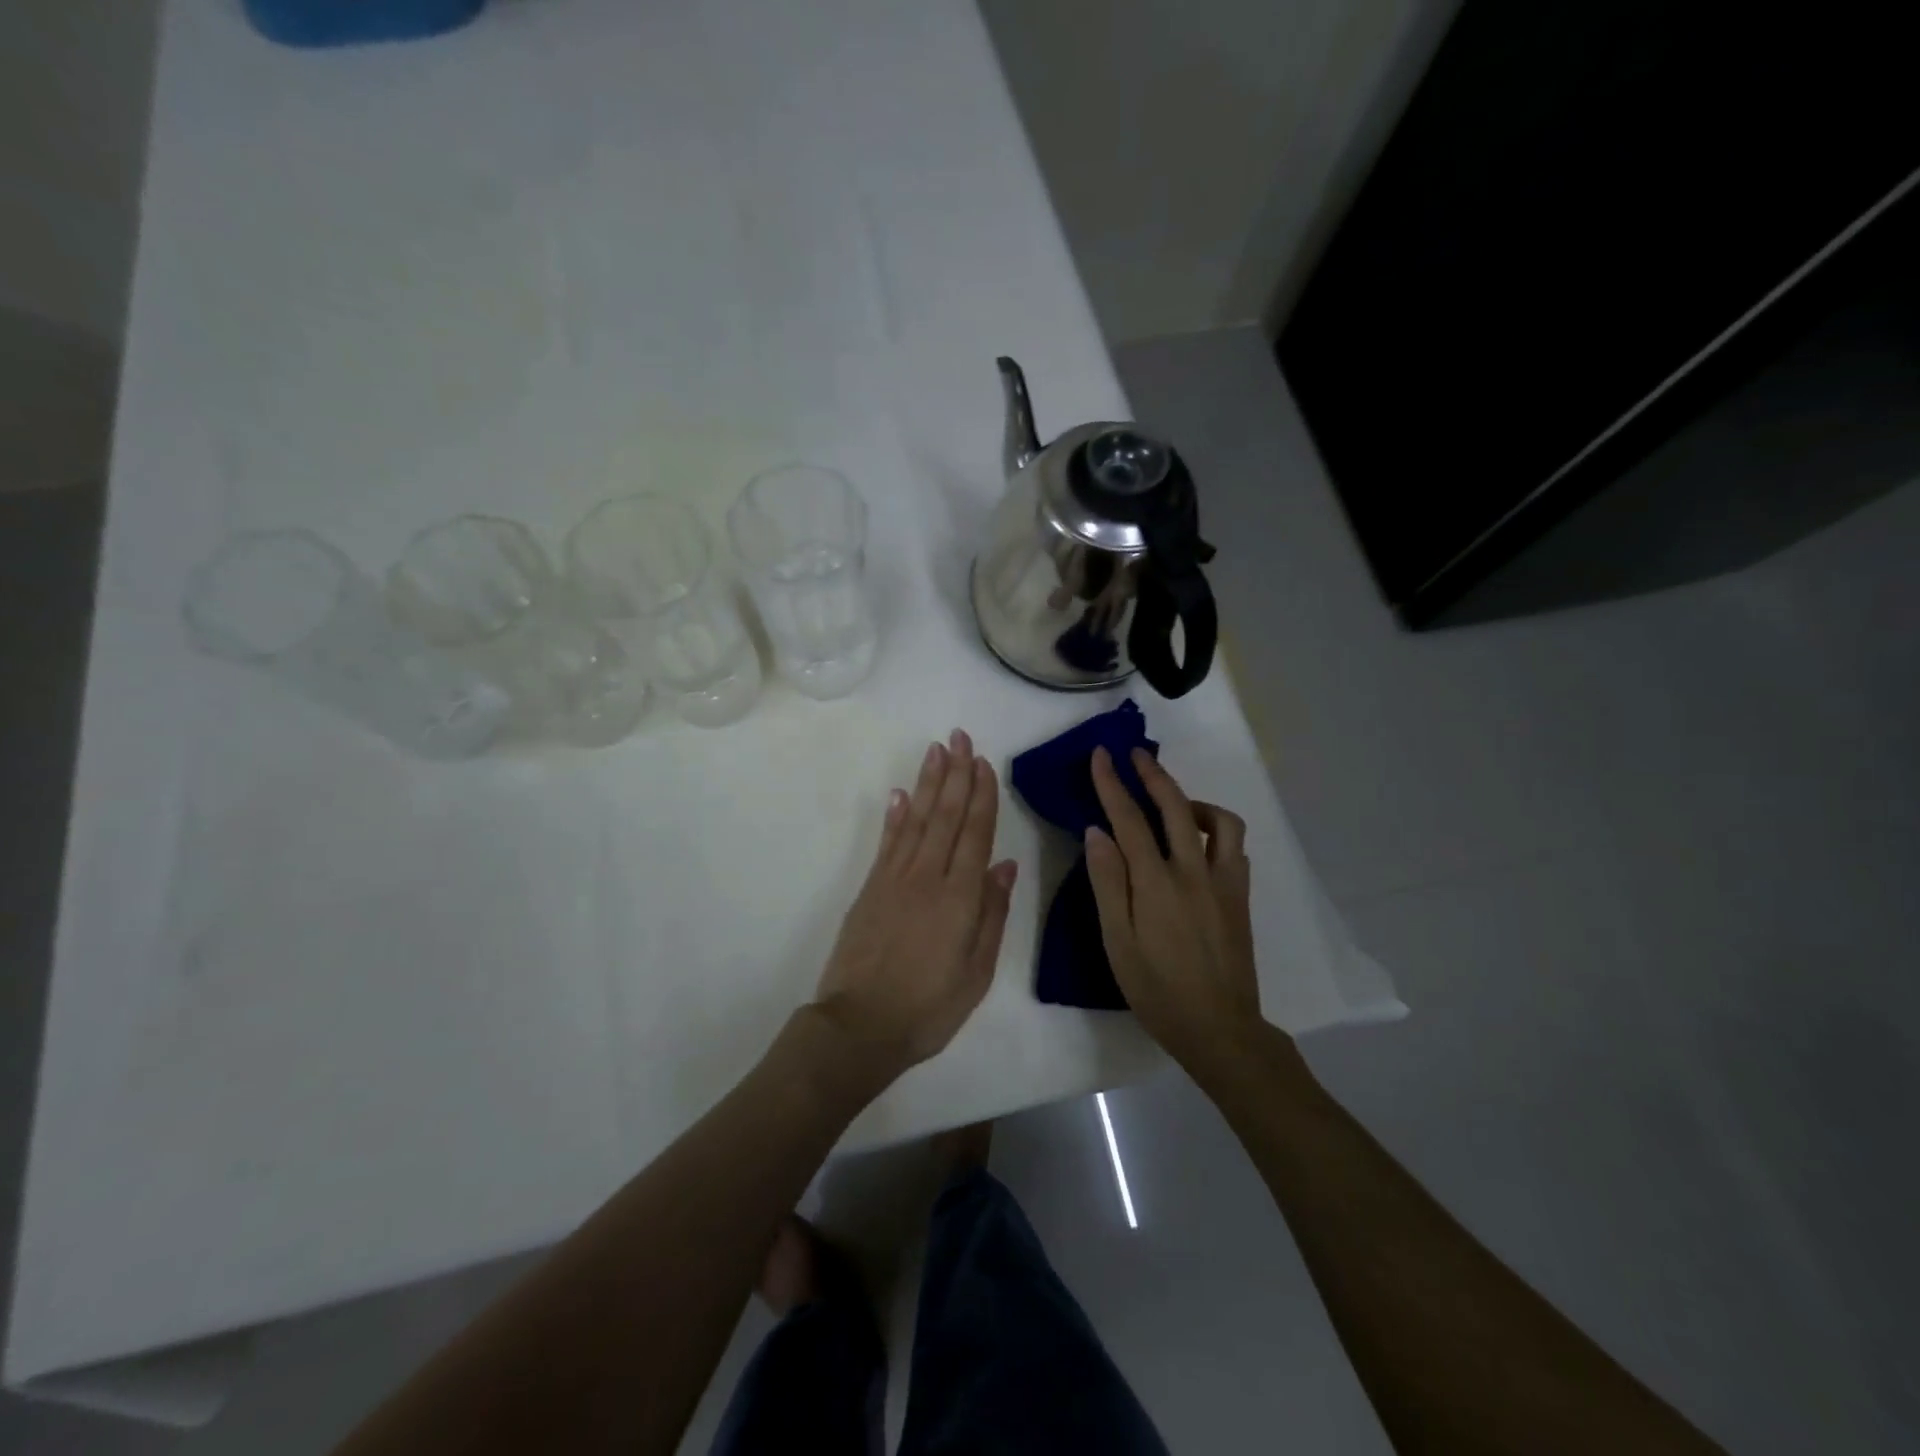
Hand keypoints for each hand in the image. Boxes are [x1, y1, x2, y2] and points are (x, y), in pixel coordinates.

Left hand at [814, 729, 1017, 1078]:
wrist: (859, 1027)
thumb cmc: (928, 1008)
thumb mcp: (976, 973)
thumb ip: (992, 914)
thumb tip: (1004, 864)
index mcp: (960, 897)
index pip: (974, 833)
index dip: (981, 796)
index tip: (984, 762)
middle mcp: (927, 877)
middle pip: (945, 815)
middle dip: (955, 774)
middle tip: (960, 737)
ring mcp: (894, 879)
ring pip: (915, 819)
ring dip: (927, 783)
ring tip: (936, 750)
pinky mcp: (869, 888)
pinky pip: (887, 842)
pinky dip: (895, 815)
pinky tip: (900, 794)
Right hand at [1084, 746, 1261, 1066]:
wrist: (1219, 1029)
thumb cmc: (1157, 990)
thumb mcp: (1117, 941)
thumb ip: (1107, 882)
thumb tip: (1097, 832)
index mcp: (1156, 882)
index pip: (1129, 818)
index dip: (1112, 783)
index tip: (1101, 755)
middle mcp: (1194, 871)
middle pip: (1175, 806)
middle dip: (1153, 774)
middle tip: (1135, 754)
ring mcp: (1223, 882)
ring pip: (1219, 821)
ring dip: (1193, 801)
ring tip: (1172, 806)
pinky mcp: (1241, 896)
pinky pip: (1234, 848)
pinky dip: (1215, 831)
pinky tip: (1198, 844)